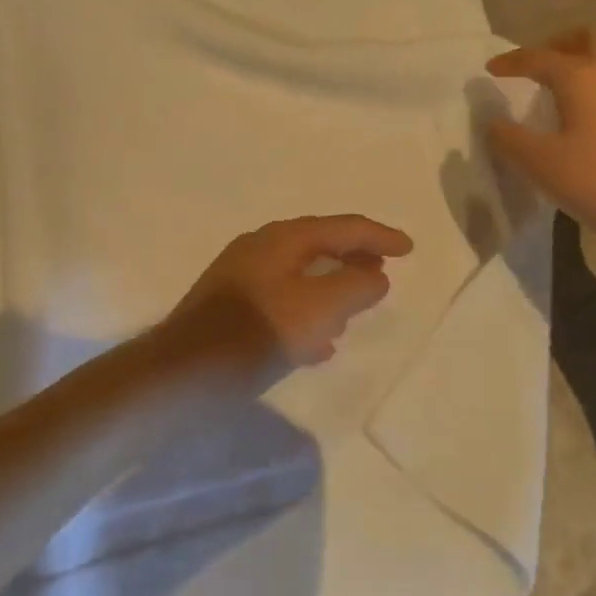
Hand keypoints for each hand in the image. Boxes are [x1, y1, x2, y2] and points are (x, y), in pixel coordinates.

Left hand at [166, 215, 414, 370]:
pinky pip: (281, 302)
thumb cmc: (260, 331)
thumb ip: (357, 286)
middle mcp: (260, 248)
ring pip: (299, 276)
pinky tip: (319, 344)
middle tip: (382, 273)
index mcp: (282, 238)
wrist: (187, 369)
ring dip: (331, 288)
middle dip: (353, 259)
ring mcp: (241, 277)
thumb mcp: (321, 308)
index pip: (342, 227)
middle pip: (318, 246)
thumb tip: (375, 276)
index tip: (408, 249)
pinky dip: (307, 313)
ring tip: (355, 308)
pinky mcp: (230, 308)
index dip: (379, 236)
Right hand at [486, 27, 595, 248]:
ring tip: (562, 89)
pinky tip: (590, 113)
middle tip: (538, 66)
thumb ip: (510, 139)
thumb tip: (494, 123)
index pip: (539, 57)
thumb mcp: (541, 164)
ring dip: (585, 62)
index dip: (512, 62)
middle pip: (589, 38)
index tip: (491, 69)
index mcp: (583, 76)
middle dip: (559, 44)